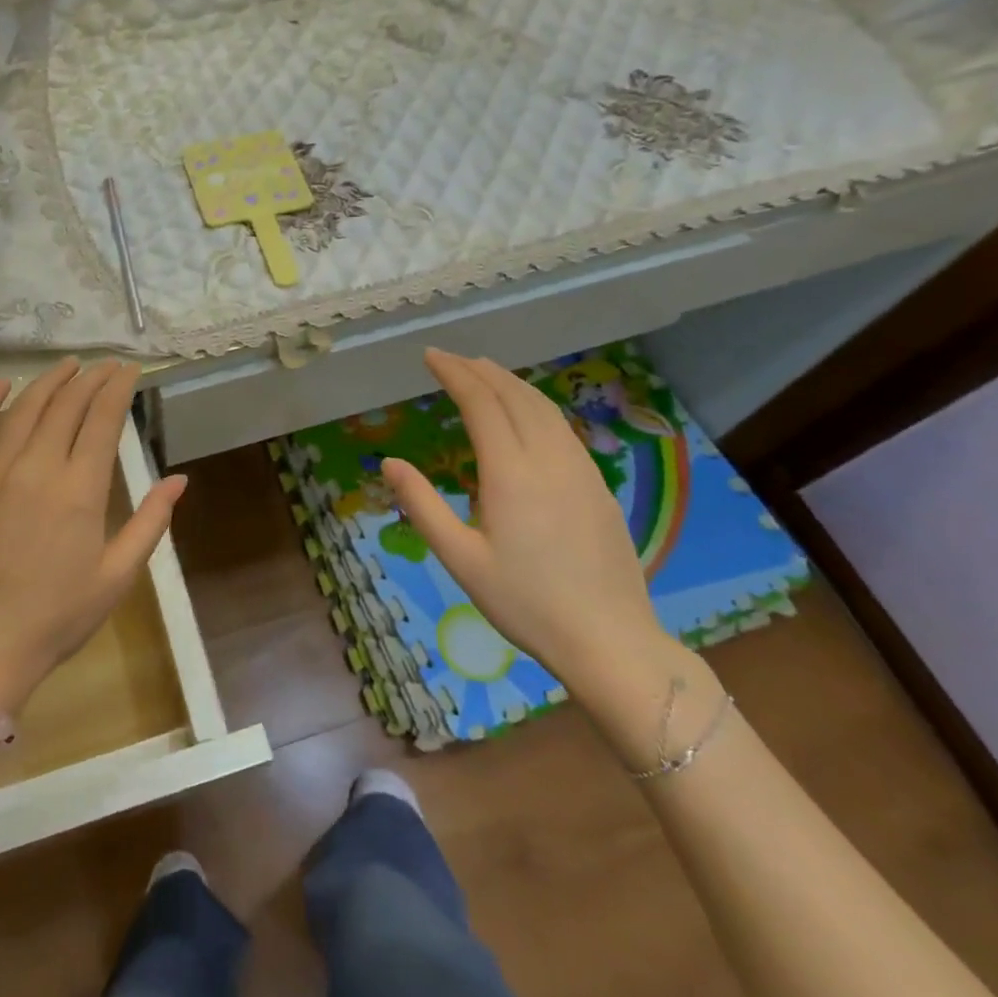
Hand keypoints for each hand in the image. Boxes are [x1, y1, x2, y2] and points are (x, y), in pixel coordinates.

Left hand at [0, 357, 184, 711]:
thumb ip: (150, 522)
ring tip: (68, 366)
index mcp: (79, 489)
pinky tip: (3, 385)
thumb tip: (178, 479)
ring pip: (25, 407)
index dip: (118, 388)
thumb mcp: (117, 577)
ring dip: (49, 381)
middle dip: (91, 379)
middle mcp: (37, 466)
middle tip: (105, 366)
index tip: (130, 370)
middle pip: (67, 405)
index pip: (103, 419)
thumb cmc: (56, 618)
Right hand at [380, 350, 672, 696]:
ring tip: (485, 372)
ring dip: (511, 383)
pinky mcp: (598, 485)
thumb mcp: (460, 558)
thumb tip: (389, 462)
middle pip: (514, 396)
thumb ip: (422, 505)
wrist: (608, 639)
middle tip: (452, 358)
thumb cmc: (524, 602)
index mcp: (510, 473)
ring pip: (544, 408)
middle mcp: (548, 459)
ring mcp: (580, 470)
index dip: (454, 373)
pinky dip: (536, 405)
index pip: (481, 403)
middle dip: (481, 370)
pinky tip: (527, 414)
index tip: (430, 356)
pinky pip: (562, 428)